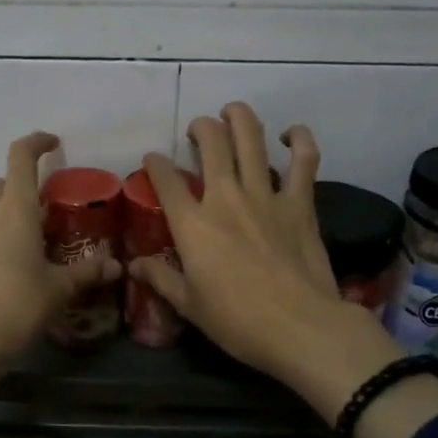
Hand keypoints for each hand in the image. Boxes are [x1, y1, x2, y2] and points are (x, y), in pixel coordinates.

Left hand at [0, 132, 119, 405]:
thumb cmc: (17, 306)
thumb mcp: (59, 289)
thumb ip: (87, 272)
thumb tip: (117, 266)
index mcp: (15, 210)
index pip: (21, 157)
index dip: (37, 142)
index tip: (54, 143)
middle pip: (2, 181)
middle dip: (24, 183)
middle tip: (50, 204)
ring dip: (10, 209)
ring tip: (37, 234)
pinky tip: (18, 260)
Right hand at [131, 102, 361, 385]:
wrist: (298, 326)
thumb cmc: (236, 321)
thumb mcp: (188, 304)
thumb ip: (161, 278)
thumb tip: (134, 264)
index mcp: (193, 225)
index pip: (166, 180)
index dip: (155, 164)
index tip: (152, 160)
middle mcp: (225, 198)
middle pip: (211, 144)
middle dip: (200, 127)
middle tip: (198, 129)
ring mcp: (266, 195)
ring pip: (251, 139)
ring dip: (240, 117)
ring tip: (232, 111)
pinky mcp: (300, 203)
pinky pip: (304, 160)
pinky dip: (299, 139)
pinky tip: (291, 134)